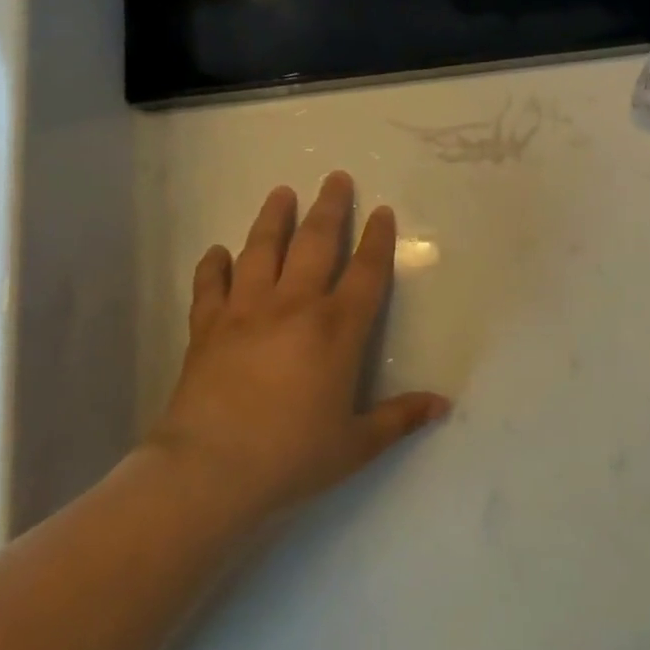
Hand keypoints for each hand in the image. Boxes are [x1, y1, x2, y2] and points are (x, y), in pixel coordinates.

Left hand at [147, 172, 450, 521]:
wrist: (207, 472)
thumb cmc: (290, 456)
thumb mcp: (356, 445)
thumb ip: (400, 418)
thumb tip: (443, 404)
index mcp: (336, 329)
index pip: (365, 272)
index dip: (377, 239)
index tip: (381, 210)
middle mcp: (294, 306)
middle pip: (315, 244)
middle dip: (329, 208)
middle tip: (335, 177)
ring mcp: (246, 311)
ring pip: (262, 251)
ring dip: (273, 219)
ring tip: (281, 192)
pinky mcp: (207, 327)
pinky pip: (211, 286)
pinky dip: (214, 266)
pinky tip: (218, 251)